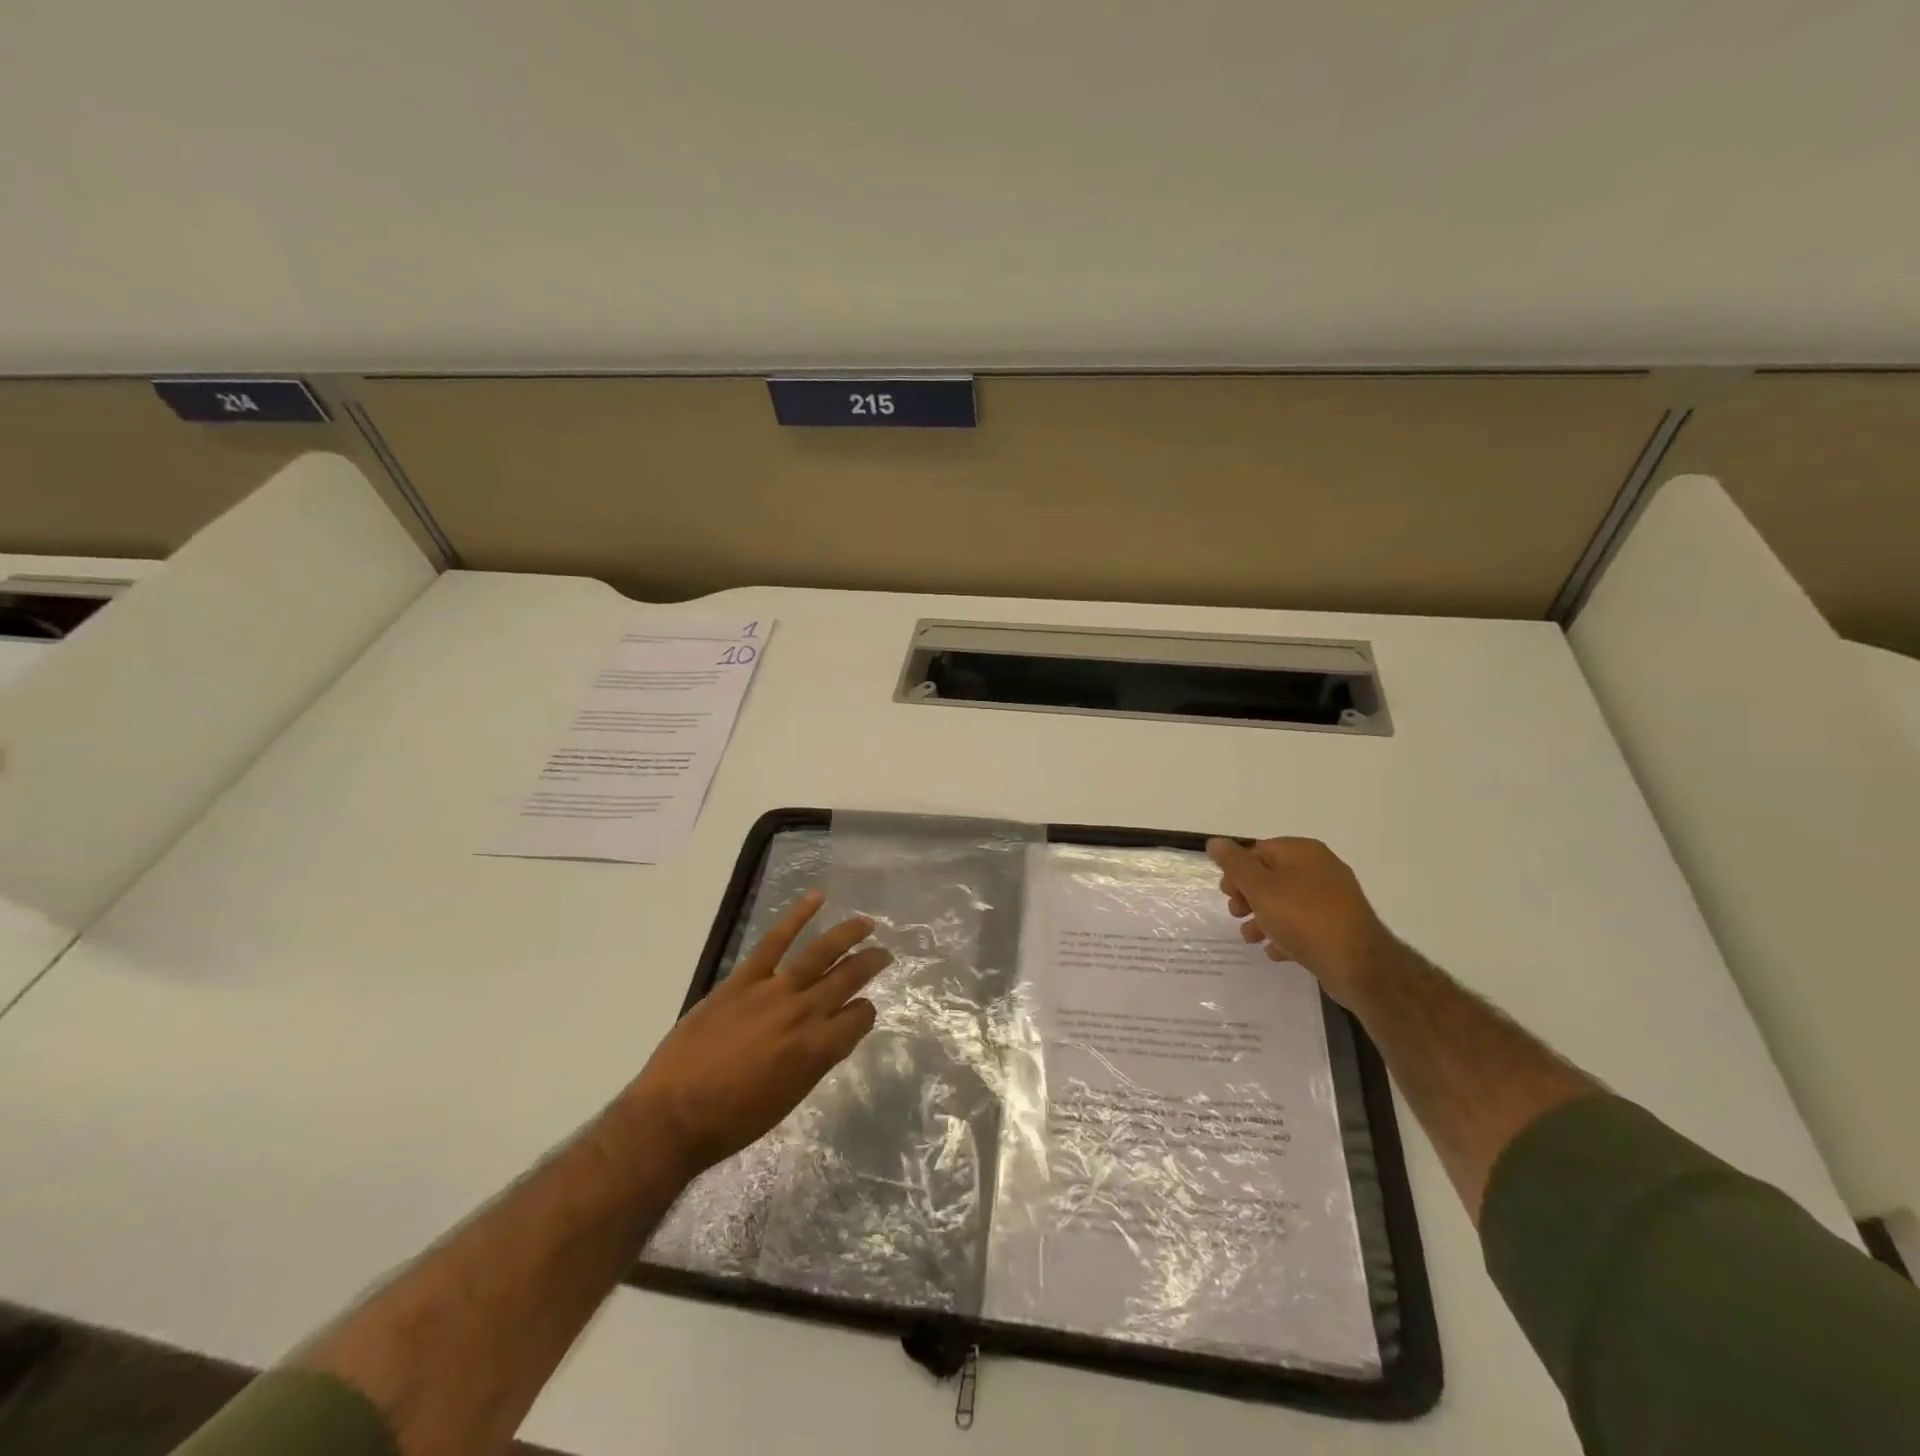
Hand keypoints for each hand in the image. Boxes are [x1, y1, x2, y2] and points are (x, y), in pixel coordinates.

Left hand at [626, 891, 889, 1178]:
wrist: (672, 1115)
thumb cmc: (733, 1121)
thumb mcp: (789, 1098)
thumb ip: (815, 1062)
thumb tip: (830, 1035)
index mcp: (818, 1049)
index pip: (859, 1018)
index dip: (865, 1014)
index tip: (860, 1013)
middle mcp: (804, 1014)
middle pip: (849, 979)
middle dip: (871, 963)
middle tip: (885, 954)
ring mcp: (773, 991)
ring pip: (821, 953)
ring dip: (848, 934)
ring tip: (867, 923)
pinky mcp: (743, 979)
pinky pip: (775, 940)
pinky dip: (797, 916)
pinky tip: (816, 898)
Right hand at [1206, 836, 1396, 1007]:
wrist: (1358, 965)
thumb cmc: (1303, 918)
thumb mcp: (1259, 887)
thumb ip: (1234, 863)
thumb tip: (1215, 842)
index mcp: (1303, 853)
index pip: (1259, 850)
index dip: (1237, 870)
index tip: (1226, 893)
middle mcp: (1321, 869)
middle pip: (1272, 876)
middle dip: (1248, 896)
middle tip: (1236, 914)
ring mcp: (1333, 899)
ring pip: (1286, 902)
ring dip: (1263, 918)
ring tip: (1252, 938)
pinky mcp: (1340, 926)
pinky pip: (1304, 924)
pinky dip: (1286, 934)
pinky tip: (1275, 951)